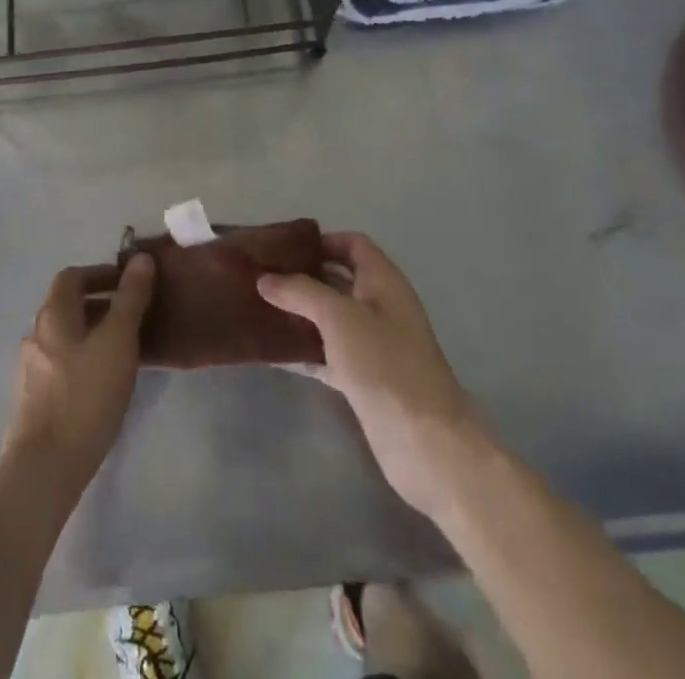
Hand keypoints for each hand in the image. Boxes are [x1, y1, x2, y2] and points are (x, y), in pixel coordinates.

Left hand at [0, 255, 154, 497]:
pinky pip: (62, 363)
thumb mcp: (118, 340)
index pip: (72, 276)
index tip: (129, 282)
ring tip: (124, 349)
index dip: (100, 273)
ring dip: (93, 332)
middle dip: (100, 303)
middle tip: (133, 315)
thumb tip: (141, 258)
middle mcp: (36, 334)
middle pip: (67, 305)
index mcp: (53, 314)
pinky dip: (84, 358)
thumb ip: (130, 298)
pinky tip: (104, 382)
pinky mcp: (33, 399)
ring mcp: (31, 368)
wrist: (45, 468)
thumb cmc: (85, 395)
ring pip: (65, 336)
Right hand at [259, 233, 486, 524]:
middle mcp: (380, 307)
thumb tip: (264, 279)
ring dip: (299, 313)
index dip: (321, 241)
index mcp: (384, 282)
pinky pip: (326, 353)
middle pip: (338, 280)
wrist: (426, 444)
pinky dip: (302, 349)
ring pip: (330, 318)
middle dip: (302, 275)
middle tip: (261, 275)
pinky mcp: (363, 380)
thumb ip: (300, 292)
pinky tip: (271, 350)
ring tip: (258, 307)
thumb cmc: (385, 365)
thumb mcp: (339, 317)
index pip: (353, 244)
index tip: (282, 248)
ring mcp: (373, 346)